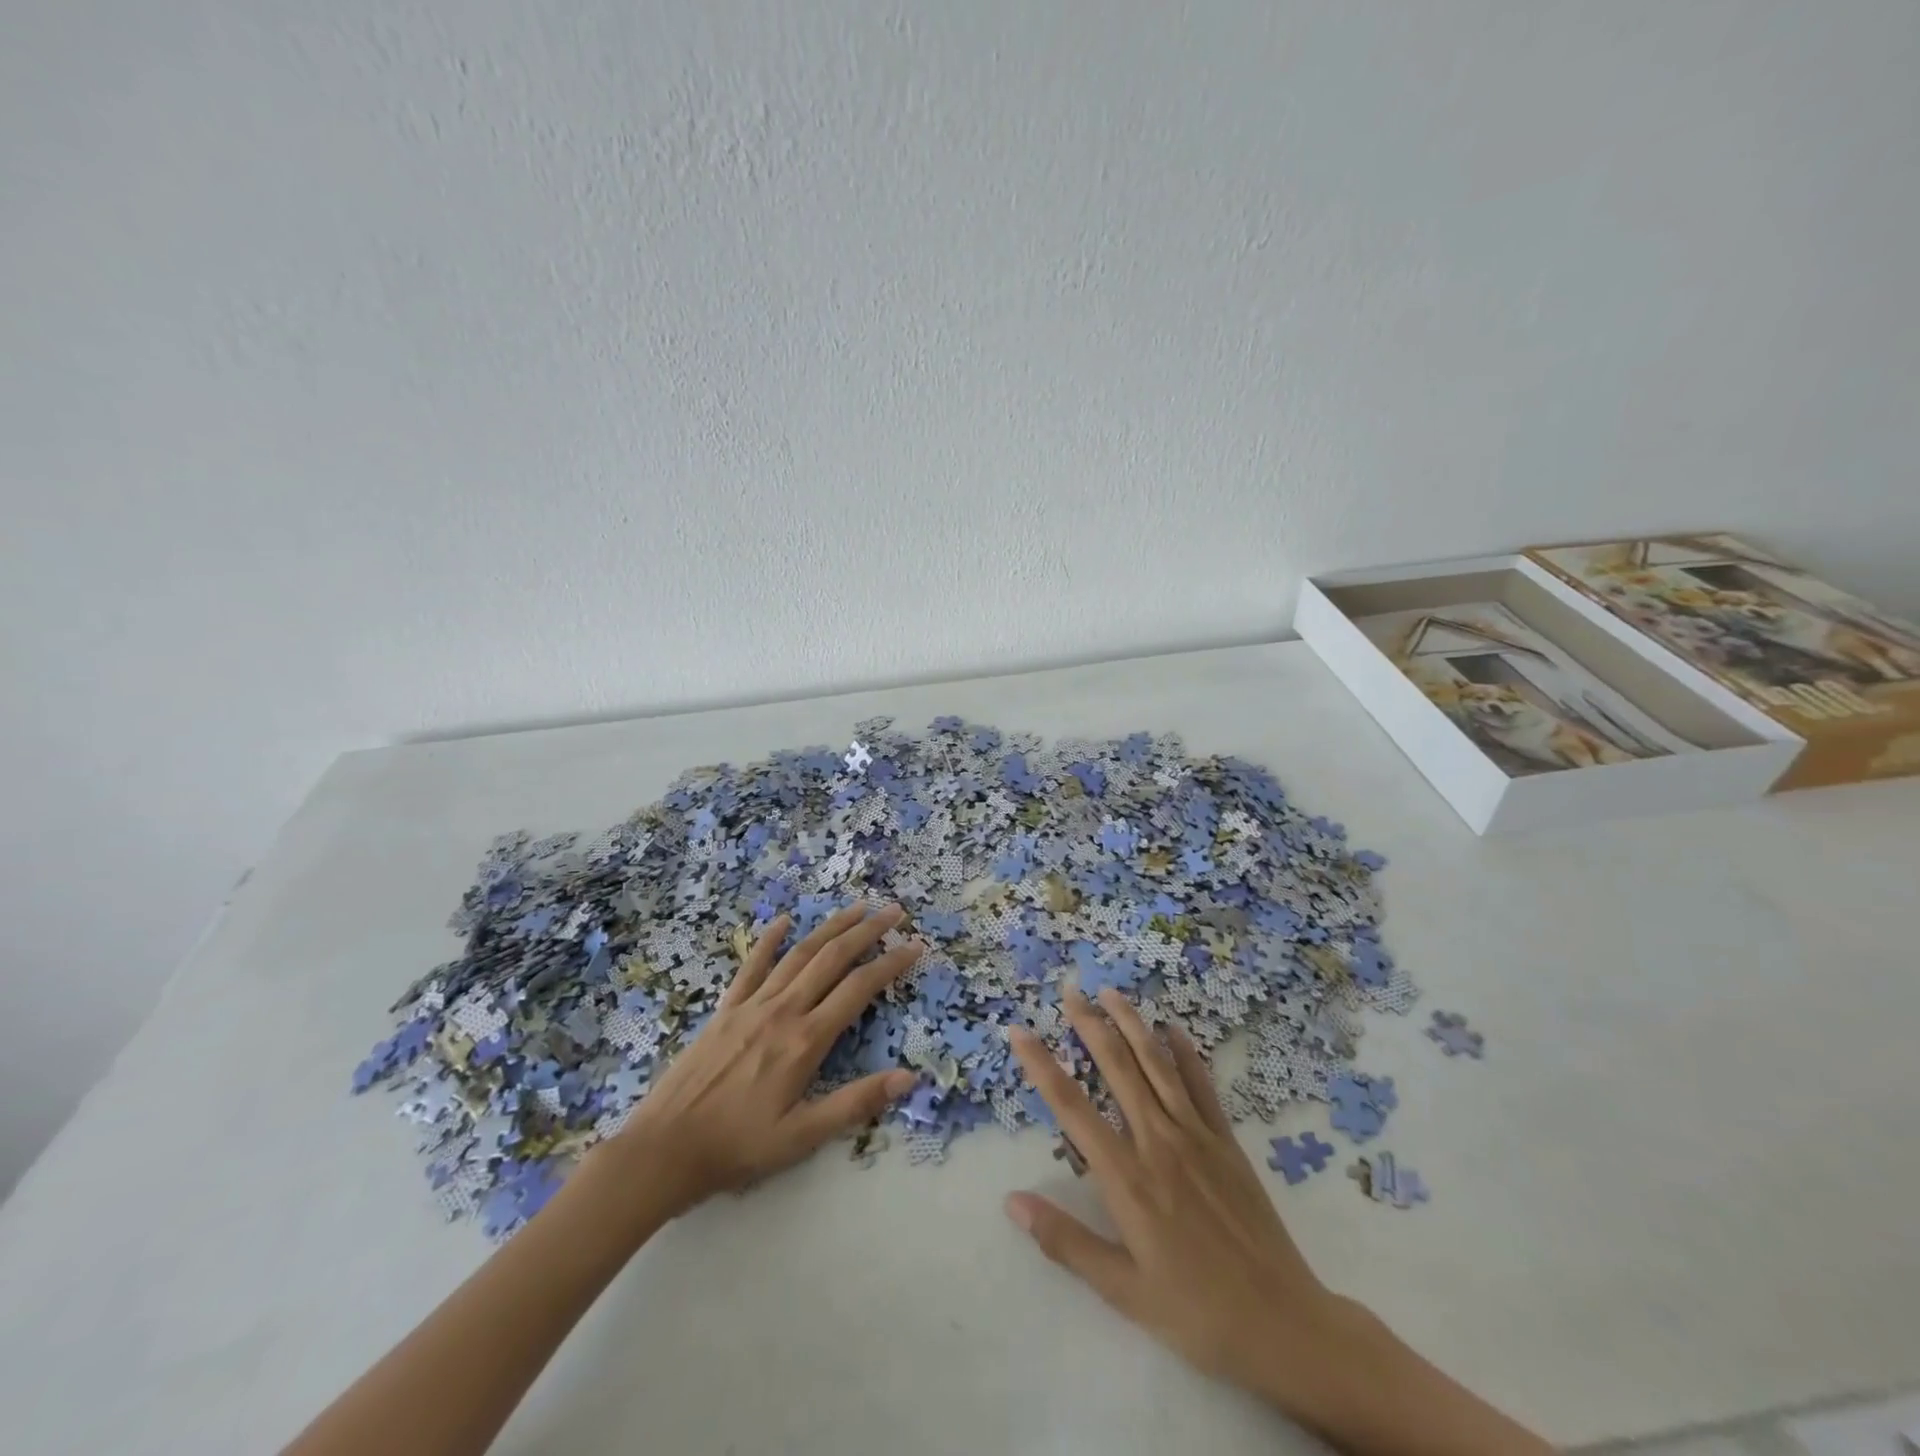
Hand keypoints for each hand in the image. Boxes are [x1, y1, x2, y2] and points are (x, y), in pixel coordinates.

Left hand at [612, 904, 922, 1217]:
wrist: (664, 1149)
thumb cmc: (737, 1148)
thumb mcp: (802, 1137)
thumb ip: (855, 1103)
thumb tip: (908, 1077)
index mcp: (806, 1040)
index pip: (859, 989)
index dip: (891, 964)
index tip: (915, 945)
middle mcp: (783, 1010)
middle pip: (832, 958)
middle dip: (867, 931)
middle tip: (893, 910)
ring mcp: (752, 1004)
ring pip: (799, 953)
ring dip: (830, 927)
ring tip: (856, 908)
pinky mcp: (726, 1008)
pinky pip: (752, 965)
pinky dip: (770, 940)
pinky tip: (784, 921)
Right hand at [1005, 990, 1352, 1405]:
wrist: (1284, 1325)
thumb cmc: (1196, 1313)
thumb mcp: (1123, 1291)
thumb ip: (1066, 1241)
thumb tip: (1012, 1201)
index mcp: (1127, 1177)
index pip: (1072, 1107)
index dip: (1042, 1065)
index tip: (1019, 1031)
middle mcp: (1157, 1141)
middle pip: (1117, 1067)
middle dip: (1089, 1024)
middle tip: (1070, 989)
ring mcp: (1196, 1136)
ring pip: (1157, 1065)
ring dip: (1132, 1024)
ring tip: (1111, 993)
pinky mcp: (1227, 1141)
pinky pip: (1202, 1086)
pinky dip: (1185, 1054)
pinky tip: (1173, 1030)